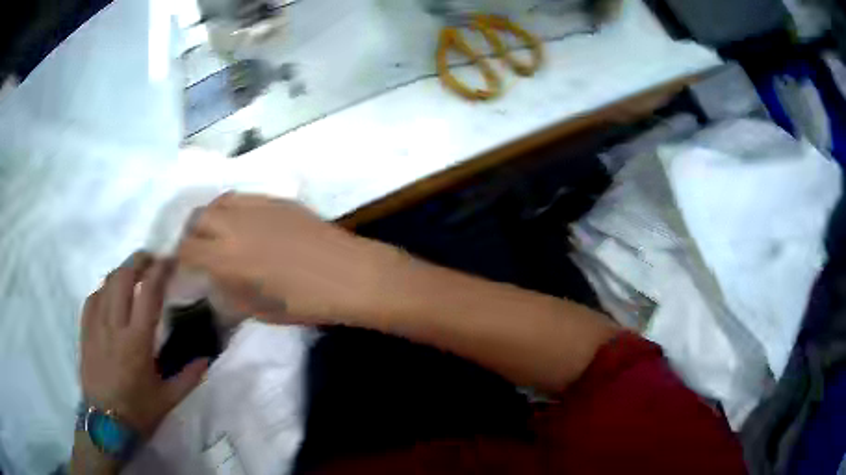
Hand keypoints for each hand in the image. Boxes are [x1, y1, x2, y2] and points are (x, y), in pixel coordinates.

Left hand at [80, 252, 207, 436]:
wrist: (105, 425)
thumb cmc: (138, 412)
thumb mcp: (167, 399)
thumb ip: (188, 377)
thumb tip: (207, 358)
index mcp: (137, 342)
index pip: (149, 293)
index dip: (160, 270)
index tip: (169, 259)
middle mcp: (115, 326)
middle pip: (123, 277)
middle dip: (138, 260)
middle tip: (150, 259)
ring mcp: (96, 326)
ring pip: (106, 283)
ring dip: (121, 271)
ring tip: (132, 274)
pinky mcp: (85, 331)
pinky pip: (93, 298)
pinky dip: (104, 289)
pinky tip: (109, 295)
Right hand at [177, 194, 386, 324]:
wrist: (348, 274)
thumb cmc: (303, 302)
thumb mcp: (257, 310)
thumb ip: (227, 293)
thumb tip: (212, 281)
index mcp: (226, 257)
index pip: (187, 250)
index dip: (179, 260)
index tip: (182, 268)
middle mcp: (234, 225)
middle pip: (197, 220)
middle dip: (190, 235)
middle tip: (197, 251)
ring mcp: (256, 207)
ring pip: (218, 202)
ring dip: (209, 217)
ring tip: (215, 234)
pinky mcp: (275, 199)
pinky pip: (242, 197)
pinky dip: (231, 209)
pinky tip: (241, 223)